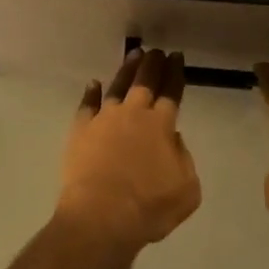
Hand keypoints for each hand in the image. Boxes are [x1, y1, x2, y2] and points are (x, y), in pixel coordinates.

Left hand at [56, 48, 200, 254]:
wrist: (101, 218)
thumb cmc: (149, 208)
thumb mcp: (187, 190)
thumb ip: (183, 159)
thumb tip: (173, 139)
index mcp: (161, 125)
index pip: (171, 91)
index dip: (175, 73)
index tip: (177, 56)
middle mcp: (134, 114)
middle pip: (145, 81)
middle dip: (153, 63)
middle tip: (156, 51)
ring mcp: (104, 120)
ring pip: (117, 87)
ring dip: (127, 70)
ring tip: (134, 56)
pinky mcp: (81, 131)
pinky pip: (86, 105)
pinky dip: (90, 93)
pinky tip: (93, 84)